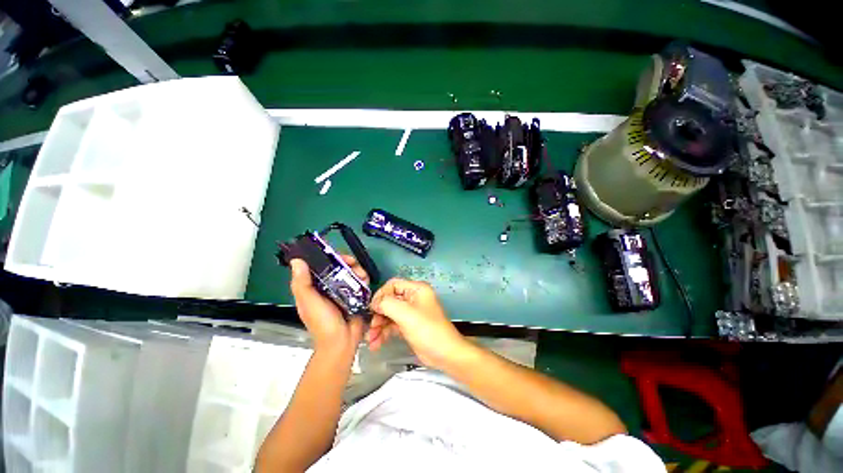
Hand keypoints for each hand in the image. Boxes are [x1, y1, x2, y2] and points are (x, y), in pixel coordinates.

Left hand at [289, 256, 367, 356]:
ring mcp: (343, 291)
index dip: (326, 256)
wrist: (342, 341)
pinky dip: (363, 278)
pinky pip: (360, 282)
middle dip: (346, 262)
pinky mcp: (356, 295)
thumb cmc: (322, 322)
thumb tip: (296, 260)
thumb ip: (302, 282)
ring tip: (362, 275)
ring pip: (350, 272)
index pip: (319, 266)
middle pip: (338, 267)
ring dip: (357, 269)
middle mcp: (328, 286)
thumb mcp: (309, 302)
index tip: (335, 253)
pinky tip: (366, 280)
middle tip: (353, 263)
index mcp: (314, 287)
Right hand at [368, 278, 468, 369]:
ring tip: (370, 340)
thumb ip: (387, 304)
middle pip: (389, 300)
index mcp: (416, 289)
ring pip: (389, 314)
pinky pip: (392, 325)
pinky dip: (383, 333)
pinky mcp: (408, 326)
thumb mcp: (406, 314)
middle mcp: (413, 298)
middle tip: (370, 327)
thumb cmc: (428, 330)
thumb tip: (374, 303)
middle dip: (378, 314)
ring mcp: (410, 312)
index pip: (393, 285)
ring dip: (378, 326)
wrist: (445, 355)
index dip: (381, 295)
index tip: (372, 309)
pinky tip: (376, 344)